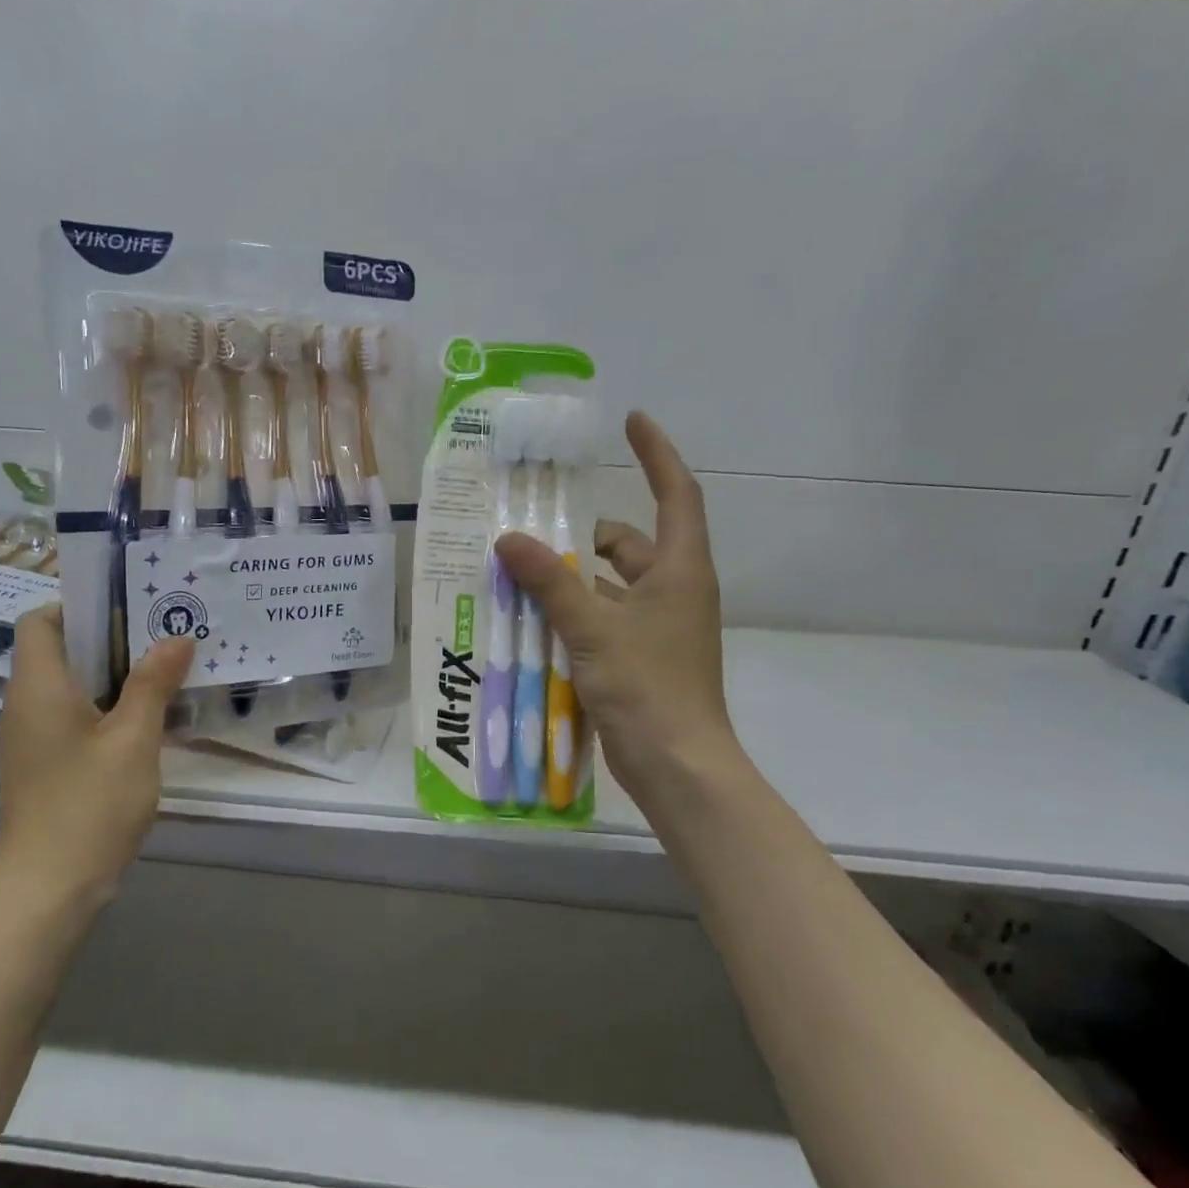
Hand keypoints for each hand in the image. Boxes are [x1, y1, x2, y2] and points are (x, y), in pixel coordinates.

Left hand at [0, 607, 193, 917]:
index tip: (129, 608)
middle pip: (59, 649)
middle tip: (164, 634)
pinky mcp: (44, 764)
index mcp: (38, 686)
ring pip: (70, 685)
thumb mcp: (133, 739)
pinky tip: (148, 718)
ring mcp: (32, 737)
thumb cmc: (89, 806)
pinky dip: (107, 706)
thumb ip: (153, 683)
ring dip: (114, 674)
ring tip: (166, 669)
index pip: (40, 619)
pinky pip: (73, 715)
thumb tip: (177, 637)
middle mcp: (26, 704)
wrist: (48, 892)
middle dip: (111, 638)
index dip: (79, 605)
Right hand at [495, 411, 742, 804]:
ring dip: (570, 579)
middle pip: (628, 543)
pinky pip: (600, 618)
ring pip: (608, 585)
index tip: (632, 421)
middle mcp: (673, 591)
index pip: (676, 494)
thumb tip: (508, 538)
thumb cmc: (648, 687)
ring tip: (518, 575)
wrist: (676, 766)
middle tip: (531, 528)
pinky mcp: (639, 656)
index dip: (657, 454)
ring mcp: (657, 626)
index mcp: (680, 570)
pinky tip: (530, 620)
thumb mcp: (592, 628)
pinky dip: (571, 614)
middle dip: (583, 535)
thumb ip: (550, 581)